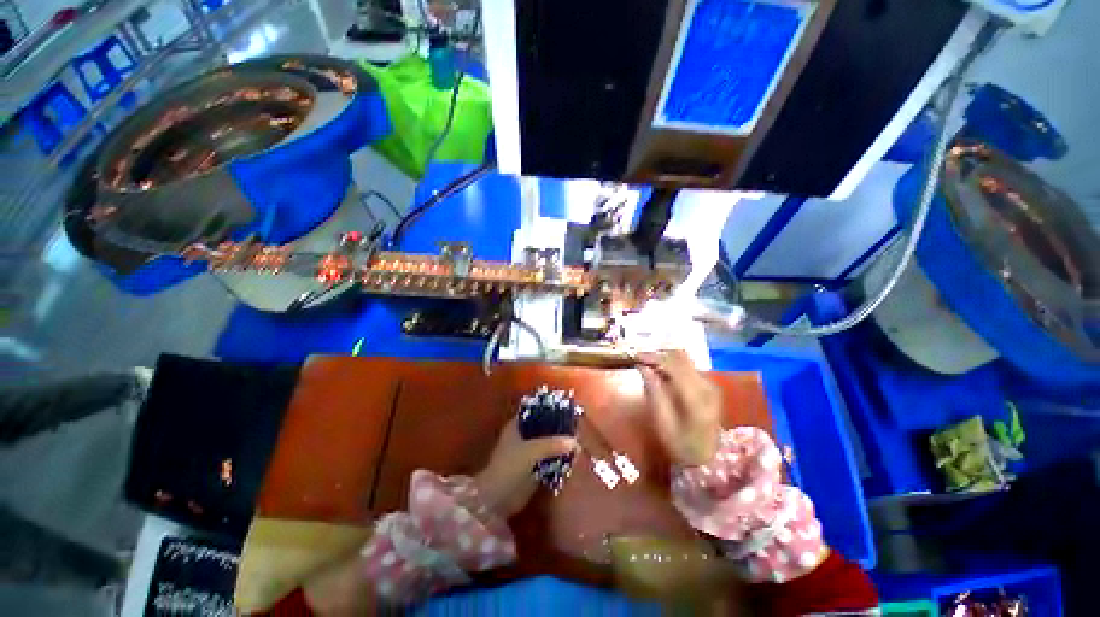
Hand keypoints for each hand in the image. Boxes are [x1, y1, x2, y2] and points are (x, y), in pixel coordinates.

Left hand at [474, 417, 575, 517]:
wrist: (497, 500)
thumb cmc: (509, 467)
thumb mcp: (531, 451)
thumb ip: (552, 444)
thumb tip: (575, 442)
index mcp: (517, 425)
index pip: (536, 410)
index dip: (550, 409)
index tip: (568, 409)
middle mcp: (523, 435)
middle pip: (544, 427)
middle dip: (559, 427)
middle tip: (577, 427)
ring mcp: (528, 452)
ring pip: (548, 443)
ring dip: (560, 443)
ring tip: (579, 441)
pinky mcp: (533, 468)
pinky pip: (550, 459)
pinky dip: (559, 458)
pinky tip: (573, 457)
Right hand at [638, 350, 721, 465]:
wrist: (707, 459)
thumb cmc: (680, 444)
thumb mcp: (662, 422)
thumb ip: (653, 391)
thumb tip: (642, 367)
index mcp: (695, 397)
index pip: (673, 365)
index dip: (653, 357)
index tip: (636, 356)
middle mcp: (706, 386)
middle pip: (681, 357)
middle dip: (658, 354)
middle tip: (640, 358)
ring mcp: (710, 384)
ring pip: (685, 359)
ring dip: (665, 358)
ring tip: (647, 364)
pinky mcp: (709, 385)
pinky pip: (688, 367)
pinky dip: (672, 365)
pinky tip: (660, 372)